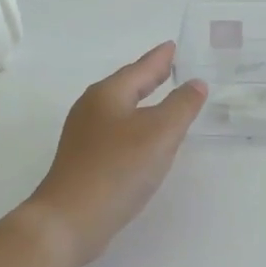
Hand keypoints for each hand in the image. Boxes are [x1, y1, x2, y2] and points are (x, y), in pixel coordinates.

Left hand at [26, 42, 207, 266]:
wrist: (69, 220)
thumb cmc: (117, 169)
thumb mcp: (159, 134)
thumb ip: (181, 106)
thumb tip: (195, 83)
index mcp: (108, 94)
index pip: (140, 68)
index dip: (160, 58)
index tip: (173, 46)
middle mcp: (92, 109)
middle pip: (127, 86)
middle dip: (150, 77)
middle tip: (172, 67)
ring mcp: (84, 136)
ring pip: (121, 110)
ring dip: (143, 103)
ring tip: (164, 102)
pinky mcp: (84, 161)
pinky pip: (117, 133)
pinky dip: (135, 127)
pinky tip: (144, 141)